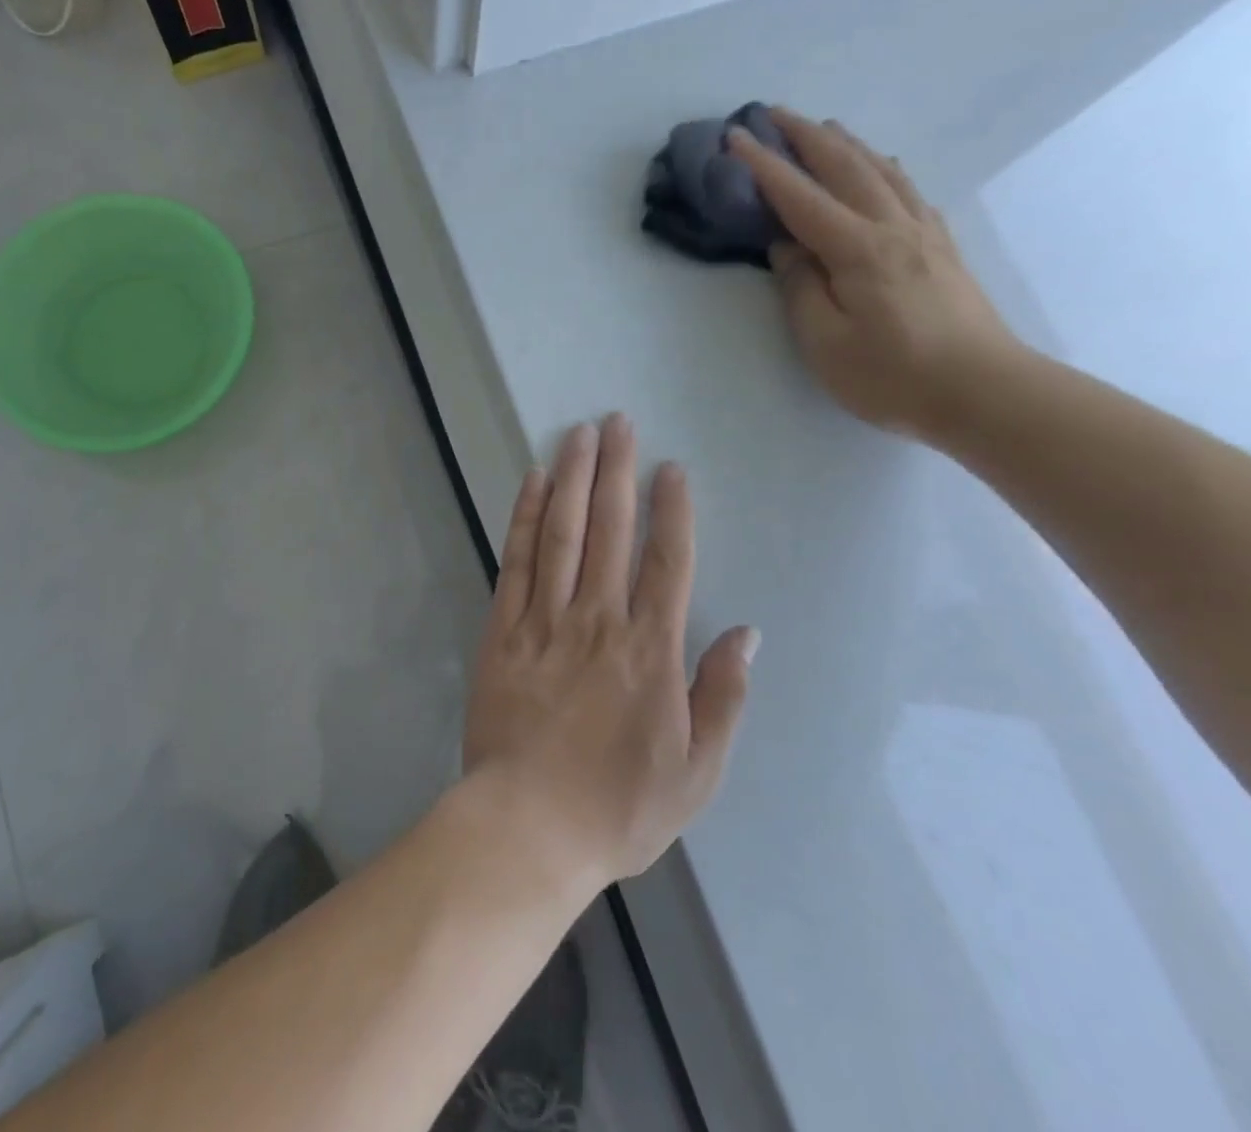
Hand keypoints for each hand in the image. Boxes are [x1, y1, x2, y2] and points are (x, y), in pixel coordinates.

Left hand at [461, 415, 757, 886]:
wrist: (529, 827)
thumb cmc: (619, 807)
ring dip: (573, 478)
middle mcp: (599, 618)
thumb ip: (723, 697)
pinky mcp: (503, 628)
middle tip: (618, 422)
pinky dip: (526, 516)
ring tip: (580, 434)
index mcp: (650, 649)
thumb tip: (747, 634)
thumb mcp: (697, 771)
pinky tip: (533, 482)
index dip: (671, 510)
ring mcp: (546, 619)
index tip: (670, 468)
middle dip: (616, 471)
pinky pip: (517, 560)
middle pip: (610, 529)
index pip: (666, 561)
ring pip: (563, 531)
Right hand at [727, 108, 1020, 439]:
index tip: (736, 136)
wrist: (985, 392)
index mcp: (857, 250)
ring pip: (881, 171)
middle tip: (774, 114)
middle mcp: (892, 227)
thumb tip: (786, 248)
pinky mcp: (942, 248)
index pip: (800, 198)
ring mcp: (923, 234)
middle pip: (845, 167)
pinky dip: (884, 167)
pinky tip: (881, 167)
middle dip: (806, 137)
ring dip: (847, 144)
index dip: (764, 166)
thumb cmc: (893, 376)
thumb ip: (800, 290)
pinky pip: (907, 190)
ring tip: (823, 128)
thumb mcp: (825, 343)